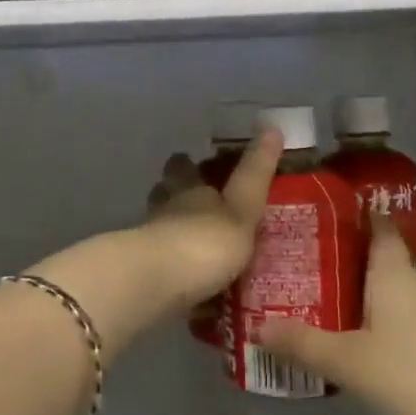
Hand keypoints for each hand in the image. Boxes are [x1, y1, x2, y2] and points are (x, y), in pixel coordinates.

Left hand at [143, 130, 283, 307]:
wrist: (154, 286)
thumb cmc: (203, 241)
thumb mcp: (242, 208)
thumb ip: (255, 174)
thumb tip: (271, 125)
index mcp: (188, 190)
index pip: (184, 168)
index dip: (189, 163)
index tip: (194, 160)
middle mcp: (165, 211)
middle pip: (165, 195)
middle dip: (177, 196)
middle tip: (198, 204)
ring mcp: (150, 244)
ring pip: (161, 230)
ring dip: (175, 234)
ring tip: (198, 247)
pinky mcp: (144, 278)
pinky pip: (163, 270)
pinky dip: (176, 274)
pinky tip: (191, 289)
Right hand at [257, 215, 415, 414]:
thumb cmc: (414, 374)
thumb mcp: (348, 361)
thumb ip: (303, 344)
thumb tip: (258, 327)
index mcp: (394, 273)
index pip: (382, 229)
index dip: (364, 216)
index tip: (337, 213)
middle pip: (400, 256)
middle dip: (372, 256)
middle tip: (335, 265)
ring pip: (413, 287)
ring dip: (388, 290)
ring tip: (352, 303)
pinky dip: (403, 318)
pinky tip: (382, 341)